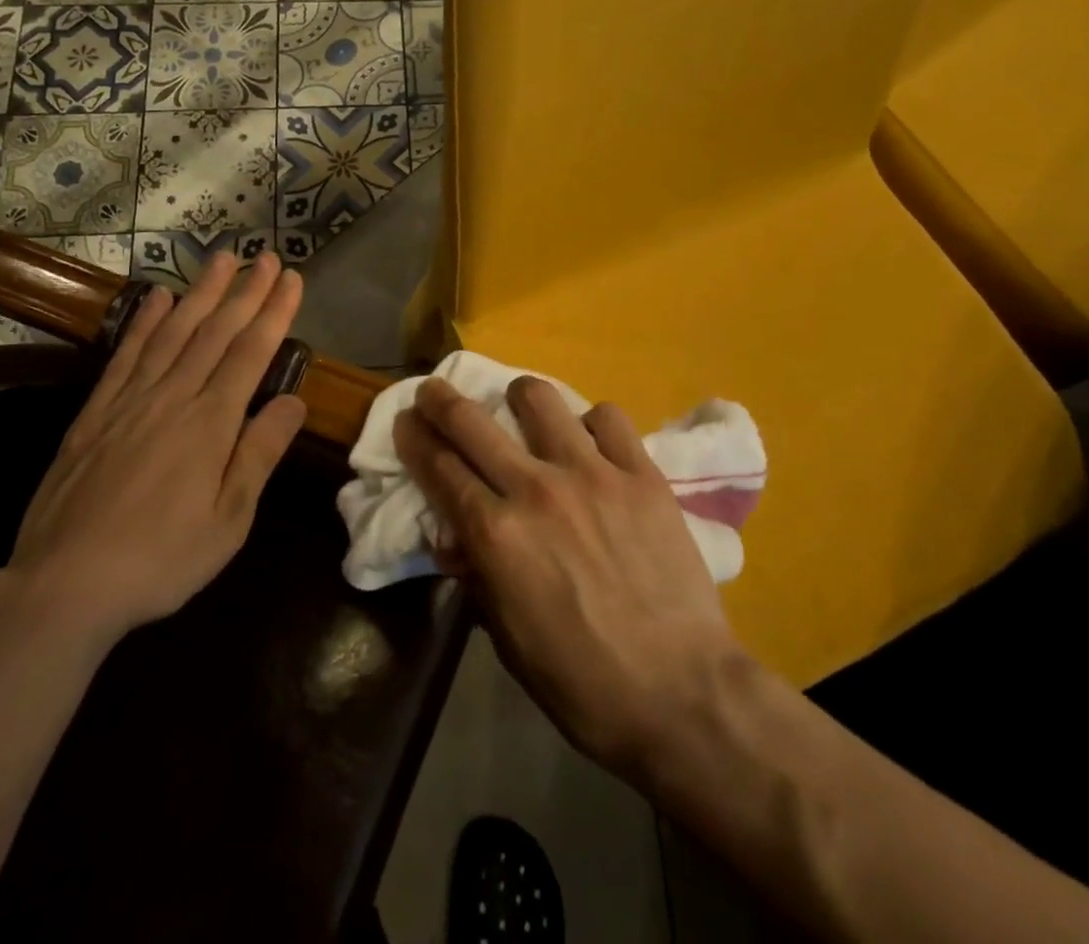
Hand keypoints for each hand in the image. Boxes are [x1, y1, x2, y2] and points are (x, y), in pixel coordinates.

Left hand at [7, 253, 306, 649]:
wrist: (65, 584)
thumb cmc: (161, 559)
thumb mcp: (228, 521)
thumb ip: (259, 454)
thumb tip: (293, 401)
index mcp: (210, 423)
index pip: (251, 353)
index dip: (274, 312)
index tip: (292, 279)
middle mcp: (173, 397)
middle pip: (216, 332)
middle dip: (246, 291)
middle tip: (267, 256)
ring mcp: (130, 400)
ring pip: (173, 332)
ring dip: (201, 292)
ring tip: (222, 259)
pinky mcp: (95, 412)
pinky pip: (126, 354)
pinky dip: (145, 321)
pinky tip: (159, 298)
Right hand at [395, 375, 745, 780]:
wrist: (683, 695)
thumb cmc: (583, 683)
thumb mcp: (508, 639)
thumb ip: (477, 575)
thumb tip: (454, 535)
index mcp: (496, 534)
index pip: (438, 467)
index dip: (413, 438)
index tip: (405, 421)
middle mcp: (536, 489)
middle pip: (471, 420)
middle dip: (440, 399)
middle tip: (434, 392)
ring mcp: (592, 474)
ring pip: (539, 398)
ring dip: (518, 398)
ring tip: (520, 408)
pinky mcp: (641, 473)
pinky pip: (608, 418)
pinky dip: (591, 424)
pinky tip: (591, 444)